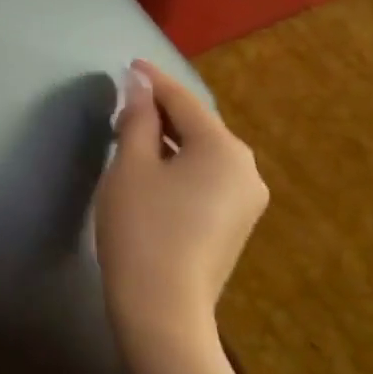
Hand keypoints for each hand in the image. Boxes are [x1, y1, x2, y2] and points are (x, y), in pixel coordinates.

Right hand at [94, 60, 268, 360]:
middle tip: (126, 101)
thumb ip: (138, 118)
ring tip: (133, 131)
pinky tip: (154, 169)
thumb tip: (140, 85)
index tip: (129, 64)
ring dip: (169, 139)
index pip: (183, 101)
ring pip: (202, 153)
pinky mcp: (236, 224)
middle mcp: (246, 168)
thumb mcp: (131, 166)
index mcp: (224, 148)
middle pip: (198, 126)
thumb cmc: (142, 229)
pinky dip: (180, 165)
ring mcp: (246, 199)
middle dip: (161, 110)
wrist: (163, 310)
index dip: (153, 80)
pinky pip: (207, 177)